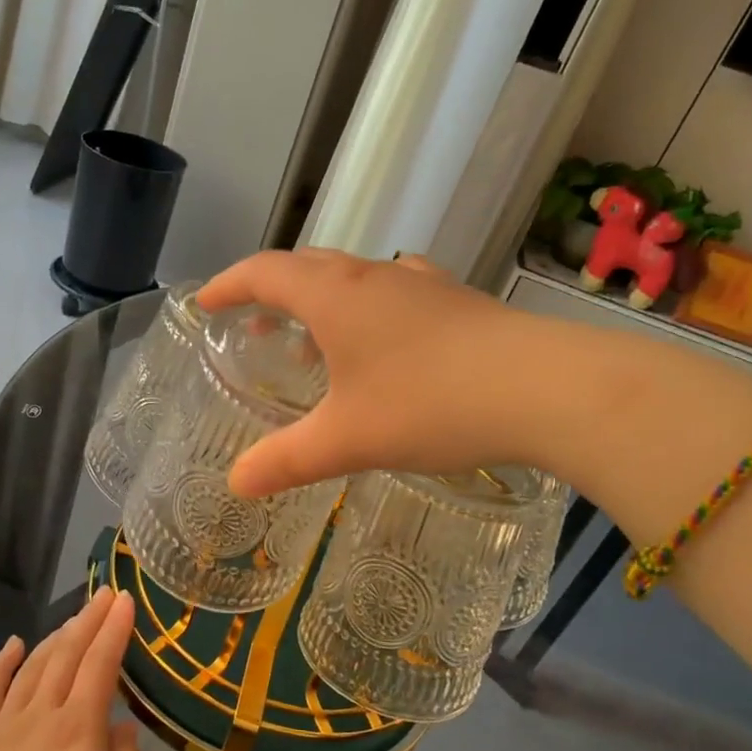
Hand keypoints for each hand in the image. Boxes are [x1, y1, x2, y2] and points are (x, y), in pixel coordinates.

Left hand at [0, 588, 141, 750]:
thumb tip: (123, 726)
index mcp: (79, 730)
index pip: (101, 665)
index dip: (115, 630)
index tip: (125, 601)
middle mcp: (42, 716)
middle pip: (68, 655)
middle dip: (89, 620)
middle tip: (104, 594)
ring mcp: (4, 727)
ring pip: (33, 667)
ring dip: (55, 636)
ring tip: (73, 617)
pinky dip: (2, 664)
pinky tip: (14, 646)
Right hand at [198, 249, 545, 495]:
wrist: (546, 388)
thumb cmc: (431, 405)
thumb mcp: (348, 439)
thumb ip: (286, 460)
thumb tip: (237, 484)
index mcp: (336, 296)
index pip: (265, 272)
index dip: (228, 285)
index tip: (205, 303)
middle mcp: (374, 278)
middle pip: (307, 266)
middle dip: (270, 291)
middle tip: (252, 323)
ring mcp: (421, 285)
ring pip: (353, 278)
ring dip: (321, 301)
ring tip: (311, 345)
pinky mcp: (457, 301)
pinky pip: (394, 293)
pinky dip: (368, 311)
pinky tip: (383, 344)